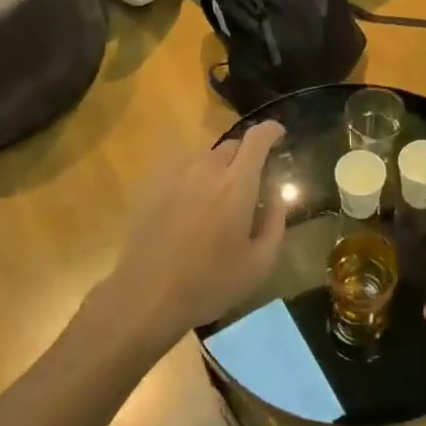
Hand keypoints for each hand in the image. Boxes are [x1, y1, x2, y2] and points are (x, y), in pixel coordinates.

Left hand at [102, 122, 287, 345]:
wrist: (147, 295)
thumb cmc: (209, 282)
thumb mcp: (259, 265)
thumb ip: (276, 225)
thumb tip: (279, 199)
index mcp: (237, 184)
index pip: (257, 138)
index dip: (271, 130)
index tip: (279, 135)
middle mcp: (207, 169)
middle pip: (232, 145)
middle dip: (246, 156)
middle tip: (252, 181)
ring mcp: (176, 175)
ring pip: (205, 156)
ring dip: (220, 167)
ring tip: (220, 196)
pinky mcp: (154, 187)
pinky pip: (182, 170)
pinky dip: (195, 178)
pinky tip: (193, 205)